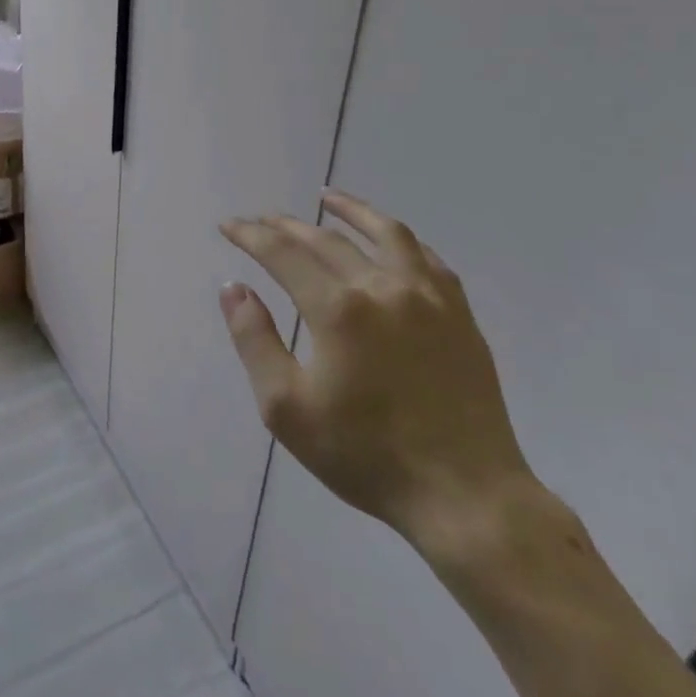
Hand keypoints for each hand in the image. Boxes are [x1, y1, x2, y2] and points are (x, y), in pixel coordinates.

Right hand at [219, 191, 534, 549]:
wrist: (466, 498)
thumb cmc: (367, 456)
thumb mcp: (287, 408)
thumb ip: (254, 340)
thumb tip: (233, 288)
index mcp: (338, 310)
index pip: (282, 253)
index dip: (250, 235)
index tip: (229, 226)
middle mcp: (382, 288)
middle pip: (325, 240)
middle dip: (286, 226)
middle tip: (261, 220)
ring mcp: (428, 298)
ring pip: (385, 234)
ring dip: (351, 211)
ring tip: (328, 198)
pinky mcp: (459, 316)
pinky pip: (427, 259)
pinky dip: (400, 240)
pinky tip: (389, 238)